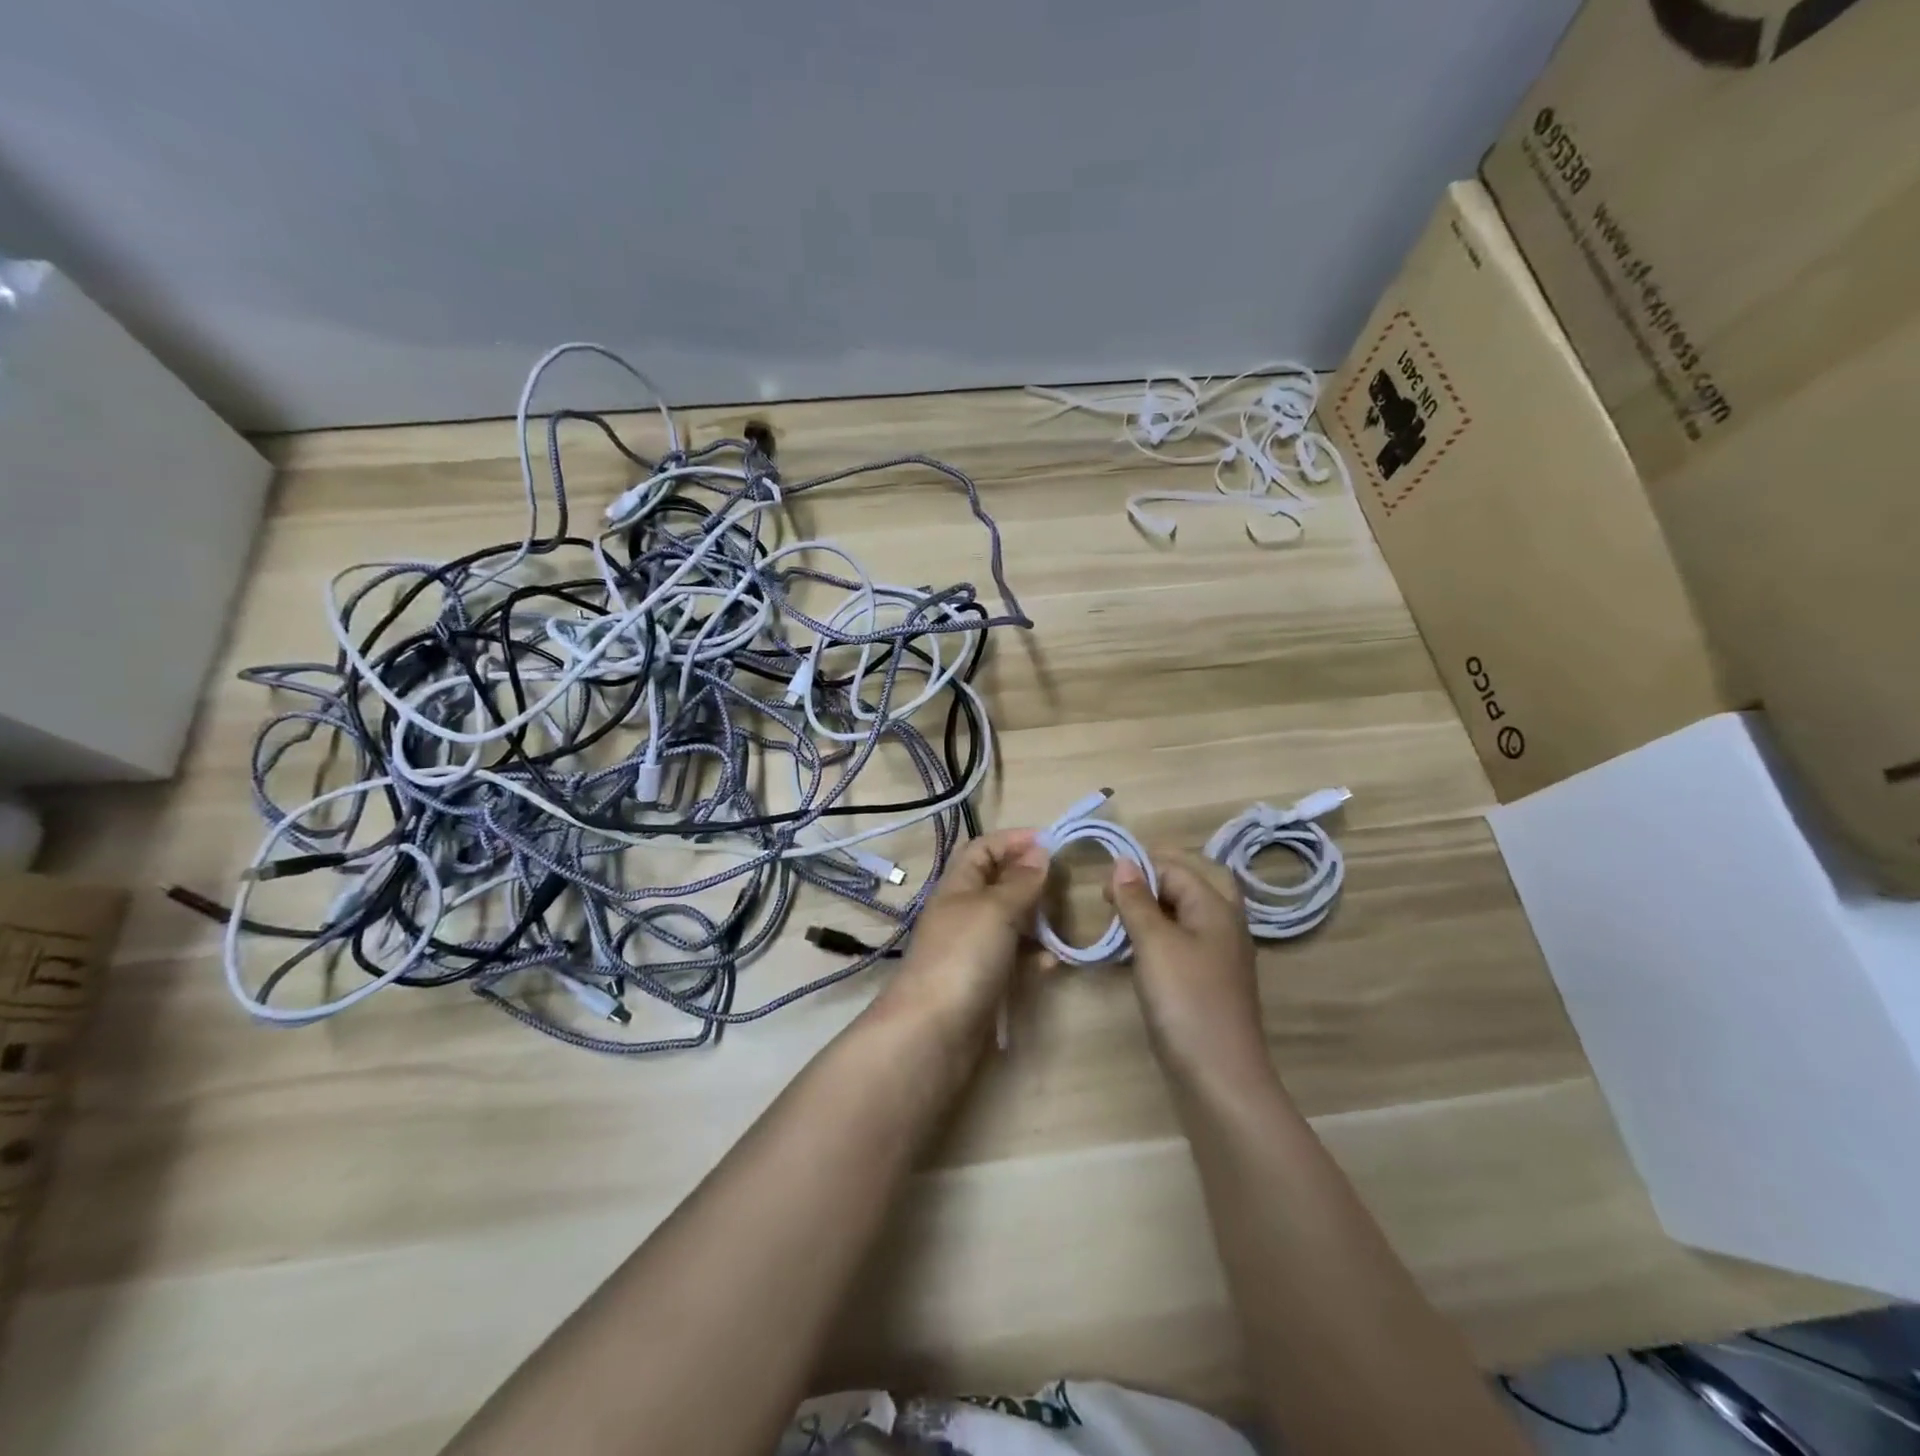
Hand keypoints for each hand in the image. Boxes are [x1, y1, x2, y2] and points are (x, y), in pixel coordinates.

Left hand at [877, 829, 1050, 1042]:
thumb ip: (1020, 881)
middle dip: (1030, 879)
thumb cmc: (963, 956)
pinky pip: (1012, 958)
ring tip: (1064, 921)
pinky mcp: (982, 981)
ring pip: (1009, 922)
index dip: (1013, 840)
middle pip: (997, 884)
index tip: (1052, 842)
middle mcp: (962, 912)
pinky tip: (1051, 963)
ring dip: (1036, 919)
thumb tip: (1039, 851)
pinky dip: (1033, 956)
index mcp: (957, 885)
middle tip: (1064, 883)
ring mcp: (971, 948)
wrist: (933, 1032)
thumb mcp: (995, 909)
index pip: (982, 848)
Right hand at [1106, 853, 1271, 1085]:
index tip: (1102, 891)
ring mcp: (1218, 956)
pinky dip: (1159, 938)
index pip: (1175, 867)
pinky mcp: (1208, 982)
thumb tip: (1122, 862)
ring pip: (1184, 915)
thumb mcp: (1154, 943)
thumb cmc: (1186, 1000)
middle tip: (1115, 897)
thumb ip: (1136, 900)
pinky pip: (1183, 943)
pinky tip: (1137, 953)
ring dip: (1153, 911)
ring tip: (1120, 922)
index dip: (1138, 869)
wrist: (1219, 1078)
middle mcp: (1223, 924)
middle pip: (1187, 885)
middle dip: (1151, 883)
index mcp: (1216, 907)